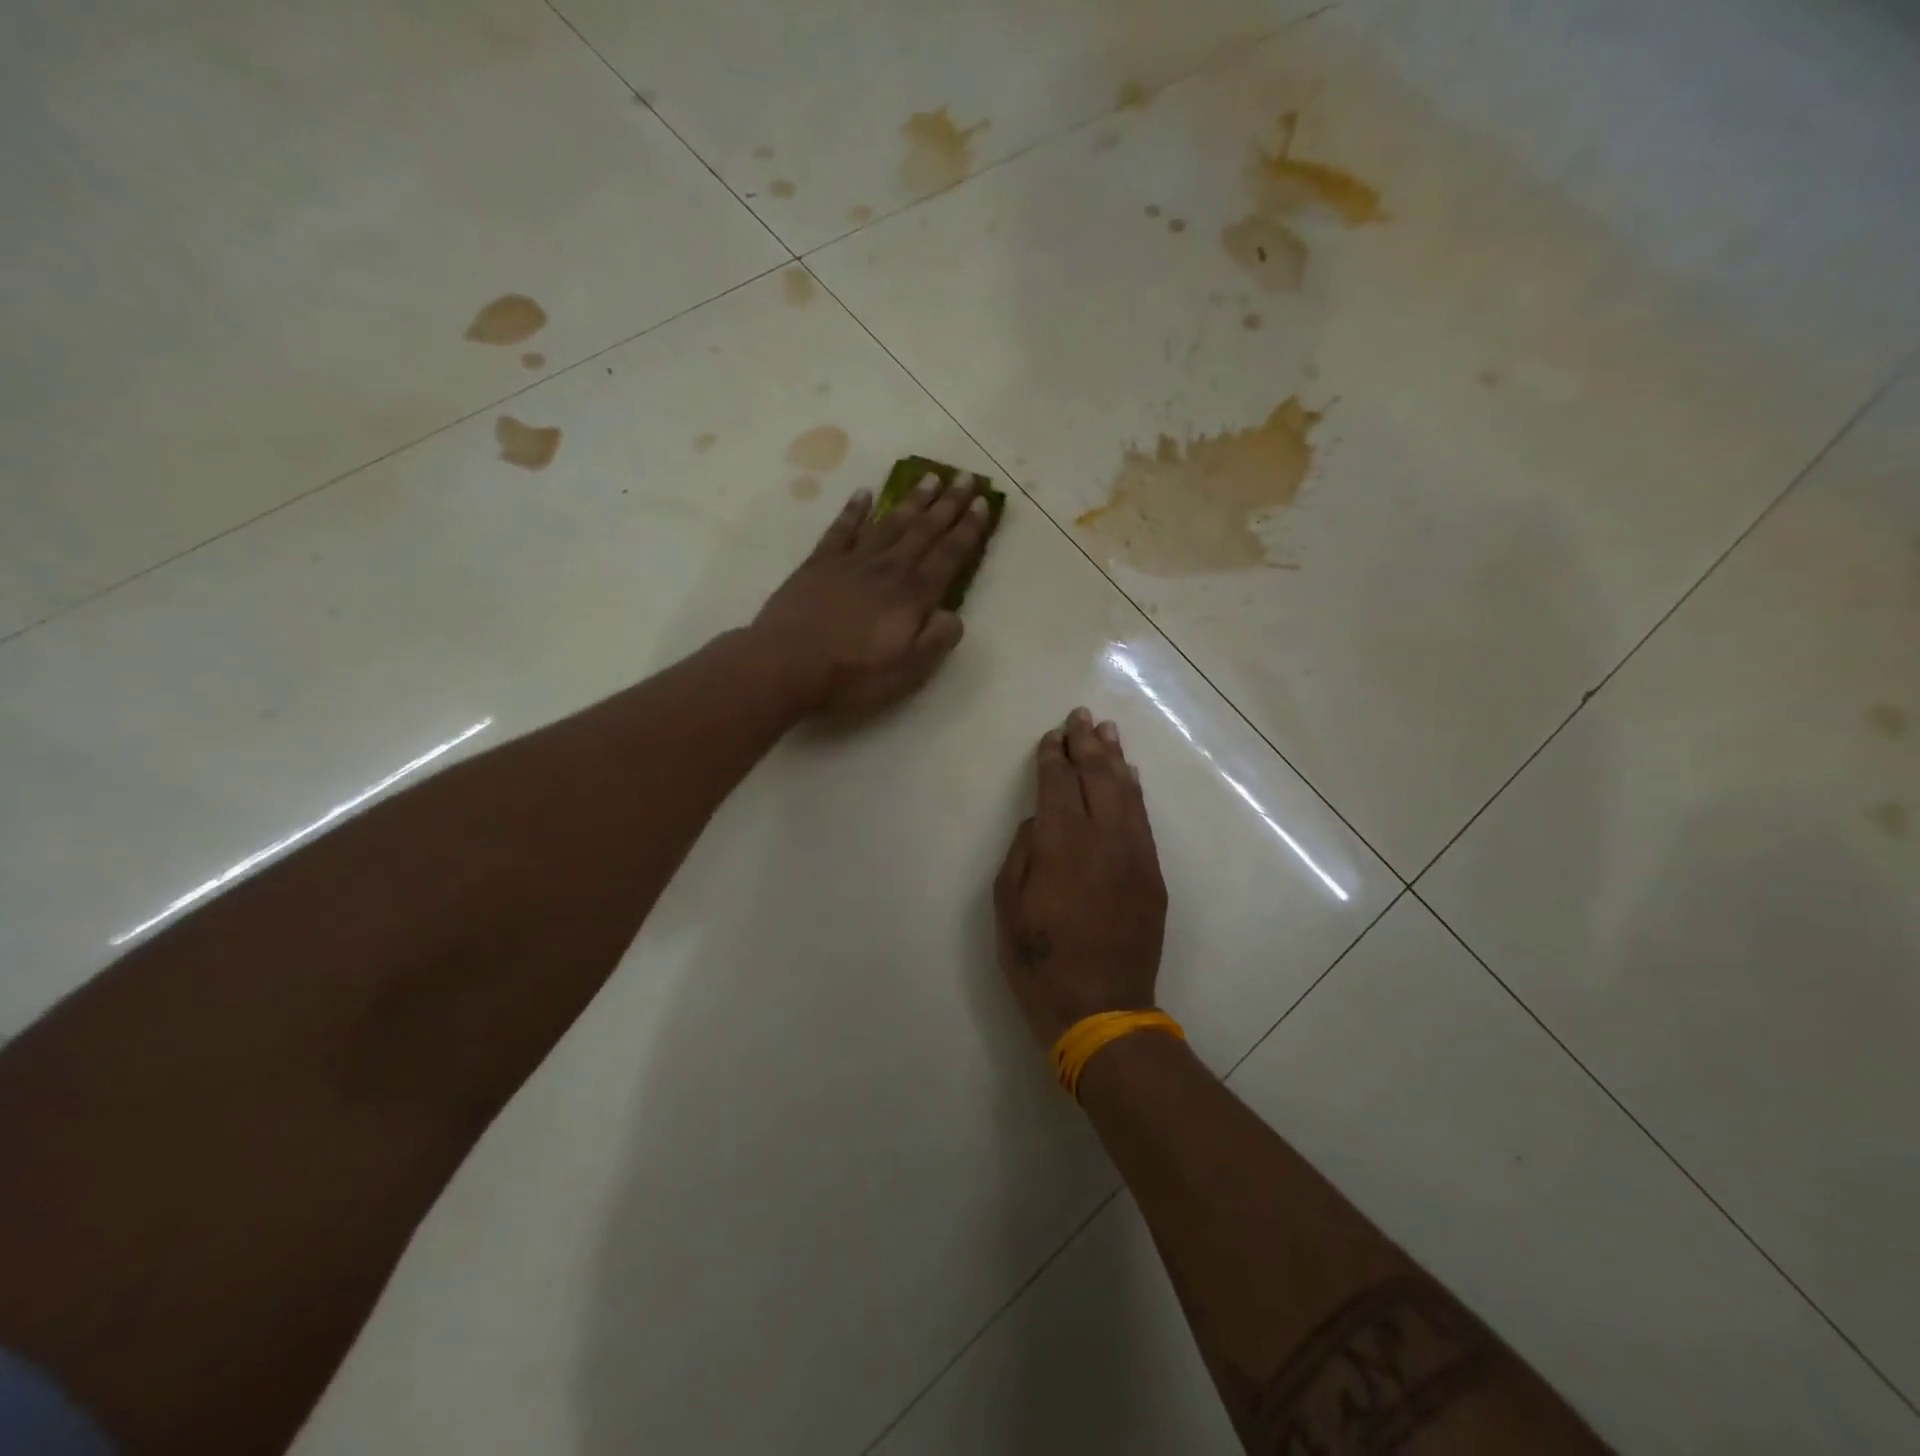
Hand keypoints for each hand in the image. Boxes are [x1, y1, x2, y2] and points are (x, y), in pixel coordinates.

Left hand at [752, 472, 992, 717]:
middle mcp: (887, 569)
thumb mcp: (907, 672)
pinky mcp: (818, 564)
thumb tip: (953, 615)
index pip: (949, 555)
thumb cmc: (851, 675)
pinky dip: (855, 510)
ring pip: (889, 523)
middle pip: (923, 531)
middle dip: (948, 504)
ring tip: (929, 478)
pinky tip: (865, 494)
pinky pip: (841, 529)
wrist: (785, 664)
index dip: (968, 530)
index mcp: (912, 596)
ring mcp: (851, 562)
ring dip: (911, 501)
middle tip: (965, 477)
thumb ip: (936, 640)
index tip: (984, 503)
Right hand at [994, 708, 1167, 1048]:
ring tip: (1106, 731)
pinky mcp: (1153, 875)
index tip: (1052, 736)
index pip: (1058, 785)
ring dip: (1115, 759)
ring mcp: (1135, 855)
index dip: (1053, 757)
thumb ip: (1022, 854)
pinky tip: (1130, 776)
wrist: (1102, 1009)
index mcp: (1061, 845)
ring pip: (1126, 793)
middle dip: (1086, 744)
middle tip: (1080, 716)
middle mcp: (1103, 839)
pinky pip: (1144, 820)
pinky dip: (1135, 792)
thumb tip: (1040, 821)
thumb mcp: (1008, 908)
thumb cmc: (1040, 962)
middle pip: (1097, 778)